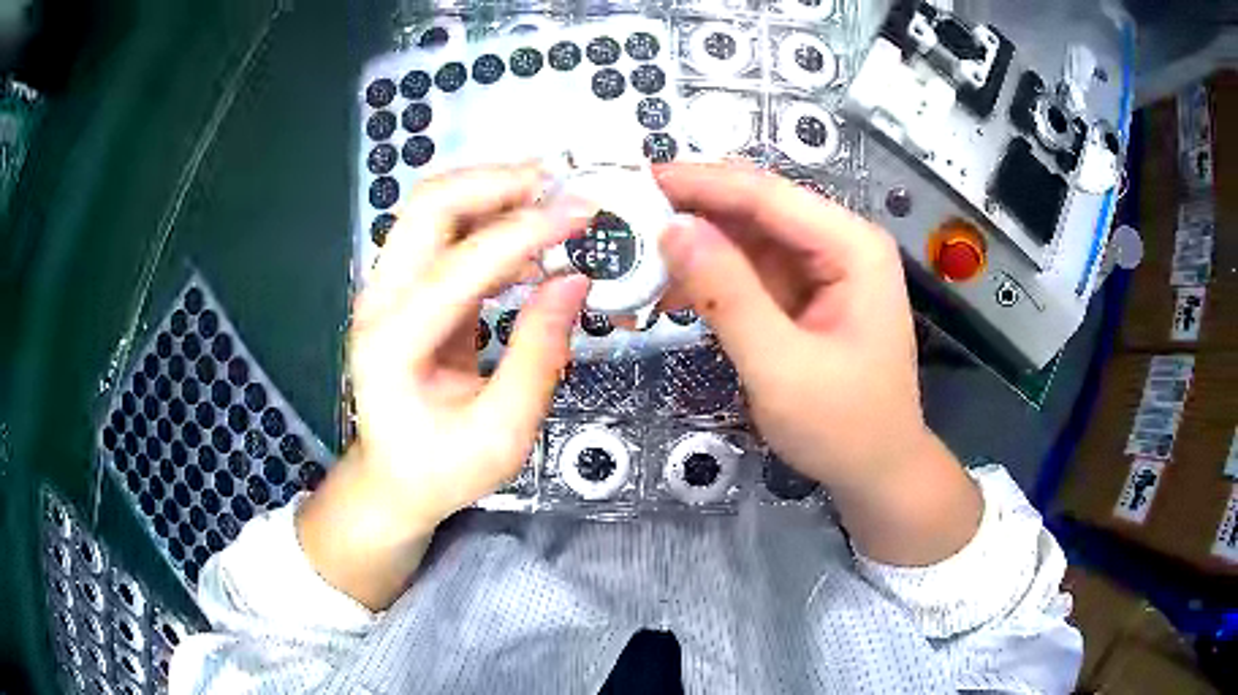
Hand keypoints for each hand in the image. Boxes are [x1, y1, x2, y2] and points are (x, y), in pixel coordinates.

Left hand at [299, 163, 591, 607]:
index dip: (526, 231)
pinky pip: (448, 235)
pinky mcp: (407, 291)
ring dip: (494, 192)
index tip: (583, 212)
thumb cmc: (440, 470)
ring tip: (554, 202)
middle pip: (429, 204)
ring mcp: (388, 290)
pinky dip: (491, 223)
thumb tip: (574, 281)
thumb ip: (538, 355)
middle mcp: (380, 301)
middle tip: (560, 183)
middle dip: (497, 181)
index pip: (461, 264)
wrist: (392, 481)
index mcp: (393, 343)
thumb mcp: (502, 433)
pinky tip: (532, 243)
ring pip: (435, 207)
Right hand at [655, 162, 980, 564]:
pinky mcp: (803, 293)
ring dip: (694, 246)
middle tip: (626, 216)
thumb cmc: (842, 426)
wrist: (877, 471)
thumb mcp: (781, 367)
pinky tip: (669, 291)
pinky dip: (709, 277)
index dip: (700, 183)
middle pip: (756, 209)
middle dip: (692, 211)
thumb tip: (672, 228)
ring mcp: (822, 268)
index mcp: (852, 247)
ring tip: (636, 257)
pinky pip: (749, 271)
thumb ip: (727, 295)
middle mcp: (840, 244)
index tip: (637, 179)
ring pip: (746, 238)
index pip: (767, 195)